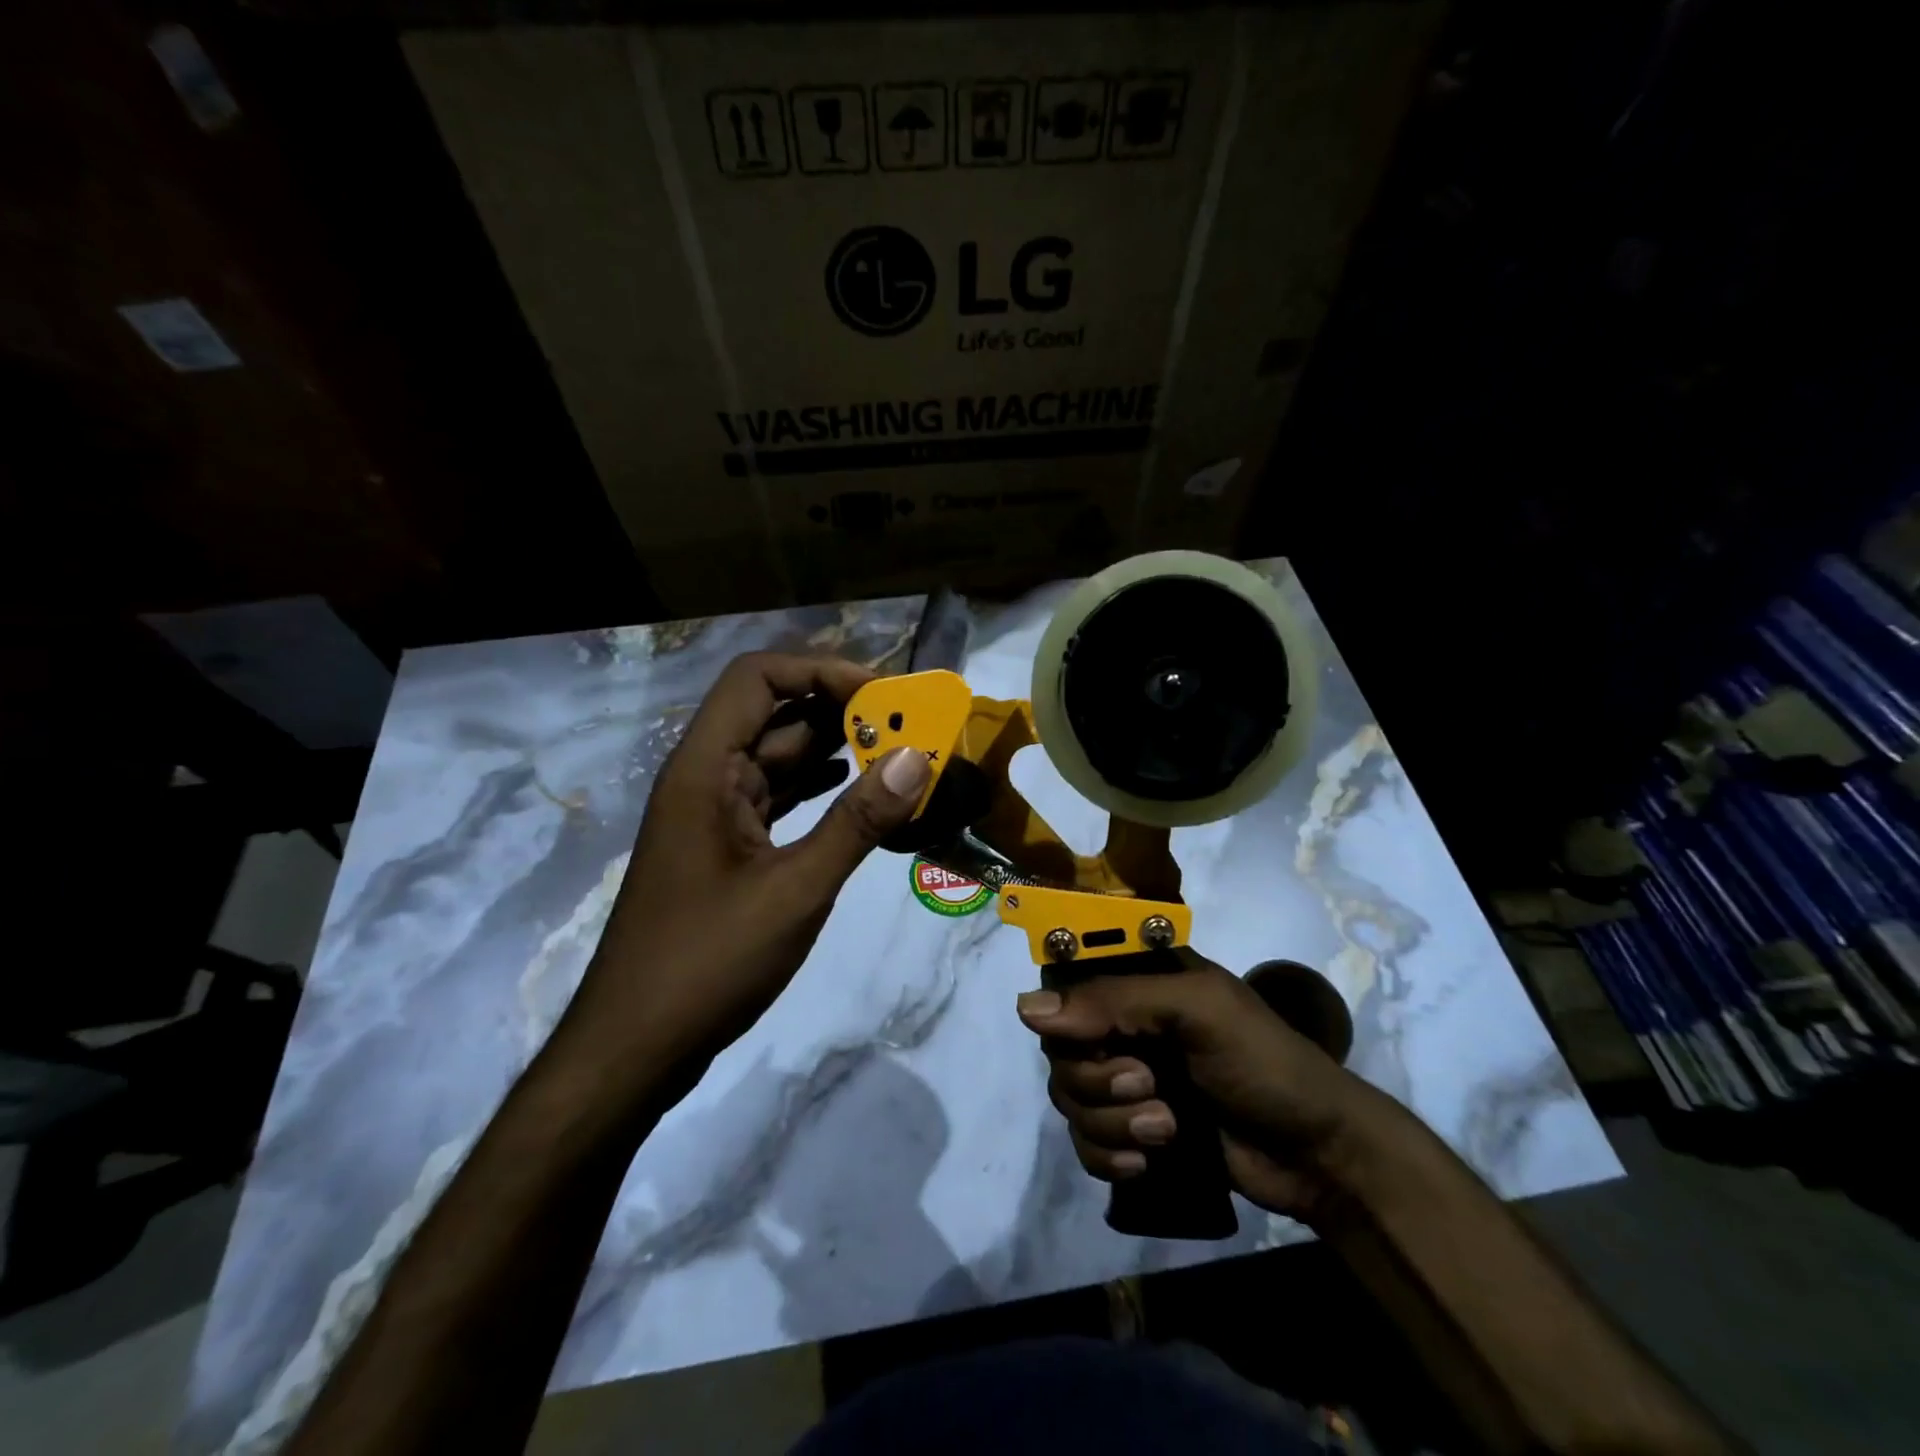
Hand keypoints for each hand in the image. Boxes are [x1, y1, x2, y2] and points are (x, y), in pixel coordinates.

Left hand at [566, 652, 929, 1081]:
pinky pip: (778, 797)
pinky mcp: (727, 847)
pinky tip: (859, 794)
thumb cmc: (707, 962)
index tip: (884, 695)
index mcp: (703, 769)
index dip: (820, 670)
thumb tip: (917, 760)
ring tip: (897, 754)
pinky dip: (819, 788)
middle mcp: (704, 778)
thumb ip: (857, 822)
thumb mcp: (795, 890)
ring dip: (833, 749)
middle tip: (907, 724)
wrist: (636, 1045)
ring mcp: (714, 814)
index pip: (758, 678)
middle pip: (773, 713)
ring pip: (778, 757)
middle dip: (839, 710)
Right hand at [1017, 952, 1393, 1225]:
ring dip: (1111, 1122)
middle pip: (1060, 1050)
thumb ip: (1114, 1001)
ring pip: (1069, 1099)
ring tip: (1165, 1129)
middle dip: (1098, 1079)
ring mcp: (1127, 1081)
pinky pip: (1084, 1144)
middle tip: (1149, 1085)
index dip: (1065, 1014)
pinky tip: (1144, 1162)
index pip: (1066, 985)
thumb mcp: (1196, 1011)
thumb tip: (1024, 1008)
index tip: (1092, 1037)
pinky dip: (1108, 1156)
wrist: (1317, 1154)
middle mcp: (1124, 1026)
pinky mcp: (1132, 1133)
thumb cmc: (1263, 1061)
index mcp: (1138, 982)